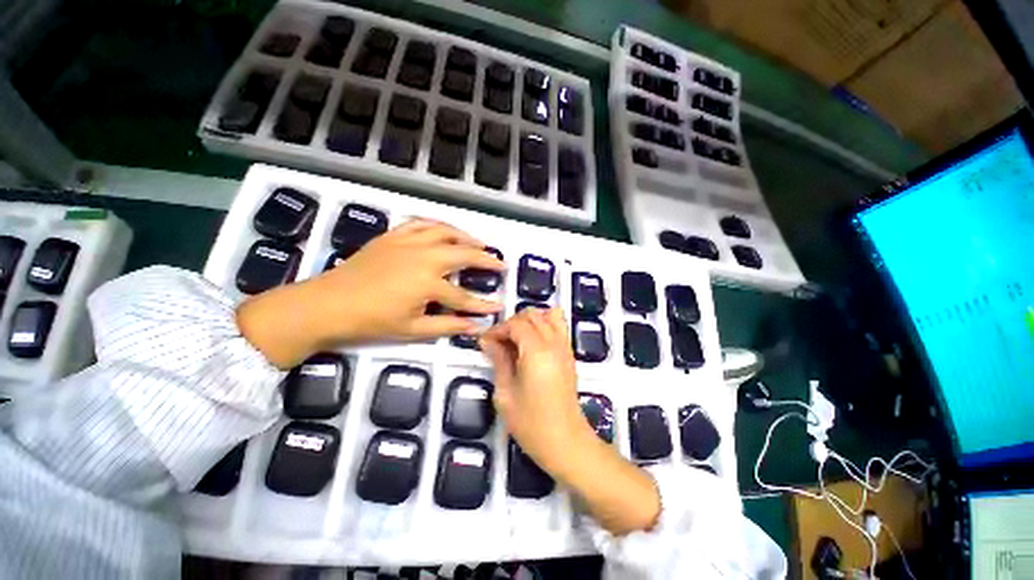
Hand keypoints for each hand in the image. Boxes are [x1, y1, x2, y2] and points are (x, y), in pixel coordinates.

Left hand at [237, 219, 503, 368]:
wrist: (328, 304)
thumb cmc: (371, 321)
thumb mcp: (413, 330)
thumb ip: (447, 326)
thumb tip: (475, 327)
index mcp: (427, 283)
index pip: (464, 297)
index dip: (482, 304)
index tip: (499, 306)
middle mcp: (423, 257)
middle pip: (463, 254)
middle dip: (486, 259)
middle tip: (501, 263)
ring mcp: (407, 243)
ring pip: (445, 232)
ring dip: (466, 236)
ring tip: (479, 242)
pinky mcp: (393, 237)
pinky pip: (421, 224)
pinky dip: (438, 226)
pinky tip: (445, 230)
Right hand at [481, 307, 659, 535]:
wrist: (565, 442)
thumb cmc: (531, 423)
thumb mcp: (505, 393)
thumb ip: (498, 360)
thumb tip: (487, 341)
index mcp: (537, 351)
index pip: (516, 324)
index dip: (498, 329)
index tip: (484, 342)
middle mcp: (554, 343)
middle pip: (532, 315)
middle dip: (512, 323)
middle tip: (499, 343)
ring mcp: (565, 347)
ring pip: (549, 315)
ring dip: (530, 321)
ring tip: (517, 340)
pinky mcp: (570, 354)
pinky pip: (559, 327)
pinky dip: (545, 326)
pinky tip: (532, 345)